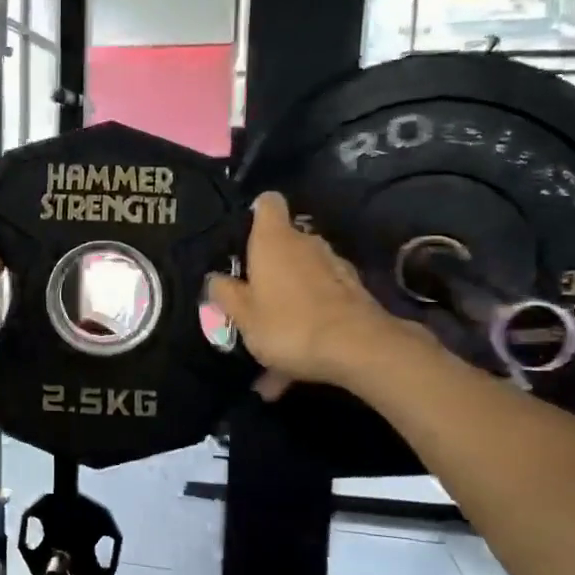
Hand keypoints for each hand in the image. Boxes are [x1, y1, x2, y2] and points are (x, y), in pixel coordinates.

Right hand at [206, 192, 435, 395]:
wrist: (359, 349)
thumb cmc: (288, 324)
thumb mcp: (242, 315)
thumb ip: (225, 293)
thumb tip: (215, 278)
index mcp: (274, 241)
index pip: (268, 203)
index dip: (255, 214)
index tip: (244, 236)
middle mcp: (307, 244)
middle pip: (285, 243)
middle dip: (269, 267)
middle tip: (250, 299)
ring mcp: (334, 267)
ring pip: (302, 278)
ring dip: (287, 302)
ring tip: (271, 345)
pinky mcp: (353, 293)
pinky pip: (319, 305)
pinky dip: (306, 326)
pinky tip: (292, 370)